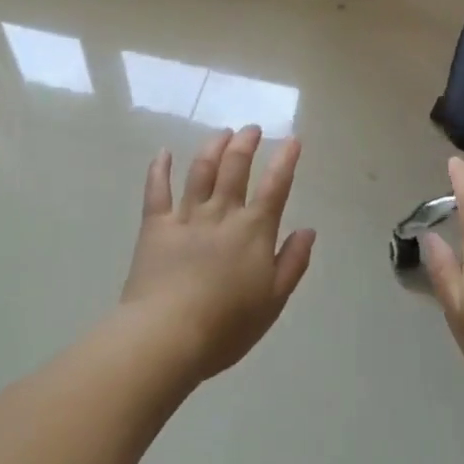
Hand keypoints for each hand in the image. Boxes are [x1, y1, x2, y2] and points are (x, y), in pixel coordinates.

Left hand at [121, 127, 317, 381]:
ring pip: (201, 170)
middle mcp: (222, 214)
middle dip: (246, 143)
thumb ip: (292, 262)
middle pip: (235, 168)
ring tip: (222, 133)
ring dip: (213, 147)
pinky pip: (157, 190)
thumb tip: (308, 230)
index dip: (286, 160)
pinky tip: (163, 152)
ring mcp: (186, 216)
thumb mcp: (273, 300)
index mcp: (254, 231)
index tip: (292, 139)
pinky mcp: (155, 226)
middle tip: (252, 129)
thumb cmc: (227, 326)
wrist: (168, 335)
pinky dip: (160, 169)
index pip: (275, 187)